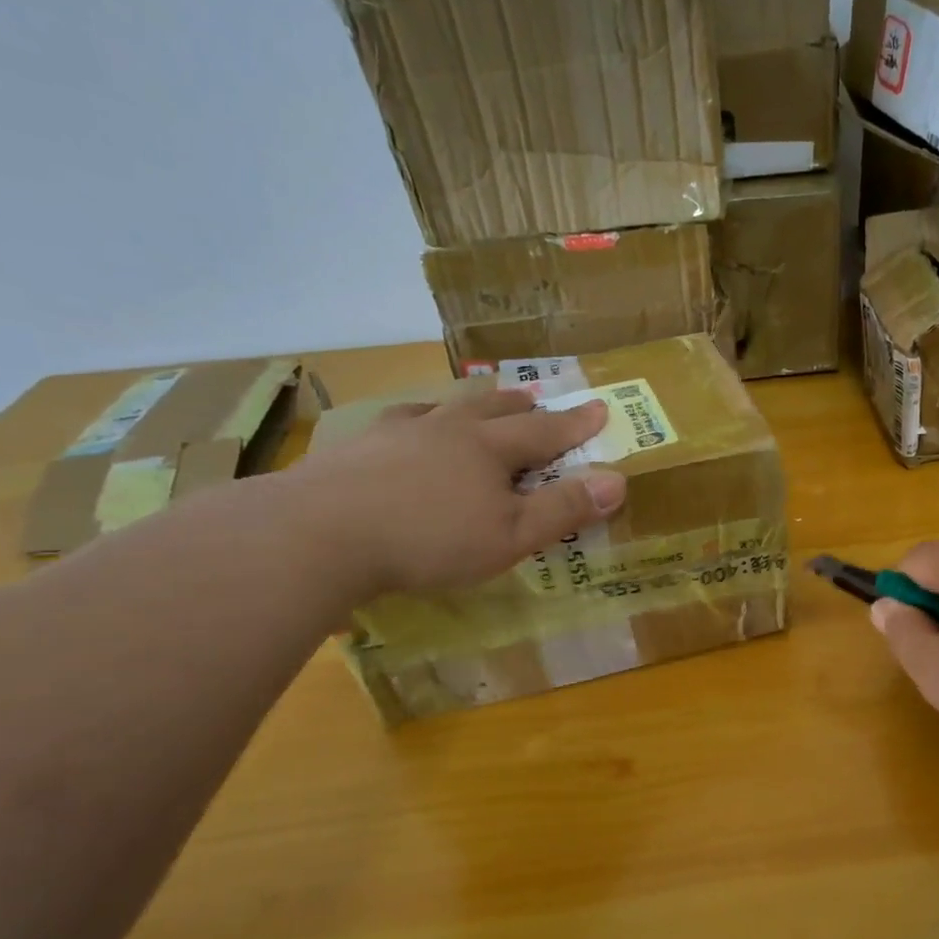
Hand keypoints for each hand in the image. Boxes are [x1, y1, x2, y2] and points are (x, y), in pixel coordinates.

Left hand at [280, 388, 626, 598]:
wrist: (320, 534)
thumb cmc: (429, 539)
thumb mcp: (511, 536)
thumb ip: (564, 509)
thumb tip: (618, 481)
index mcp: (488, 448)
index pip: (544, 431)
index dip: (575, 424)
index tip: (599, 409)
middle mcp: (446, 429)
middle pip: (491, 409)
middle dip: (520, 405)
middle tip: (535, 398)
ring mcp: (396, 434)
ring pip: (442, 409)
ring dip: (468, 407)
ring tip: (473, 405)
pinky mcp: (355, 449)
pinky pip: (395, 424)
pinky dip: (414, 422)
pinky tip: (404, 429)